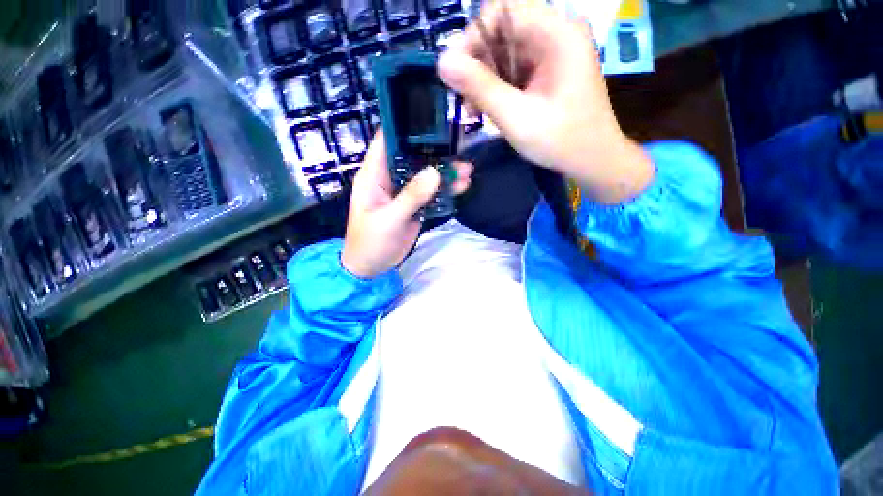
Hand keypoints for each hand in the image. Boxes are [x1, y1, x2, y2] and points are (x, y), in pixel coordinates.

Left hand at [341, 133, 473, 278]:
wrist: (372, 267)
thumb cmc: (370, 242)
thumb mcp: (389, 219)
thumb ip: (411, 196)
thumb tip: (435, 173)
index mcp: (374, 175)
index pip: (387, 141)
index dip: (404, 126)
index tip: (429, 118)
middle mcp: (389, 178)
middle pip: (413, 157)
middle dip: (435, 152)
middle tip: (460, 147)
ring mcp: (404, 193)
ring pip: (426, 176)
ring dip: (445, 173)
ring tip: (467, 170)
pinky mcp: (414, 206)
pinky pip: (431, 194)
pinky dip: (445, 191)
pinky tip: (462, 187)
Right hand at [437, 0, 653, 203]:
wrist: (593, 160)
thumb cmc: (560, 141)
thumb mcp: (516, 117)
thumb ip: (480, 88)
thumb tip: (442, 62)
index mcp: (557, 33)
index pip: (502, 11)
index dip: (472, 37)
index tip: (455, 71)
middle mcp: (557, 33)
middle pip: (502, 32)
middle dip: (477, 64)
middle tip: (462, 98)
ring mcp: (554, 52)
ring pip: (506, 53)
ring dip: (484, 80)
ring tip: (472, 110)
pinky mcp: (549, 71)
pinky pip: (515, 69)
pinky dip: (498, 88)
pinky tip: (488, 109)